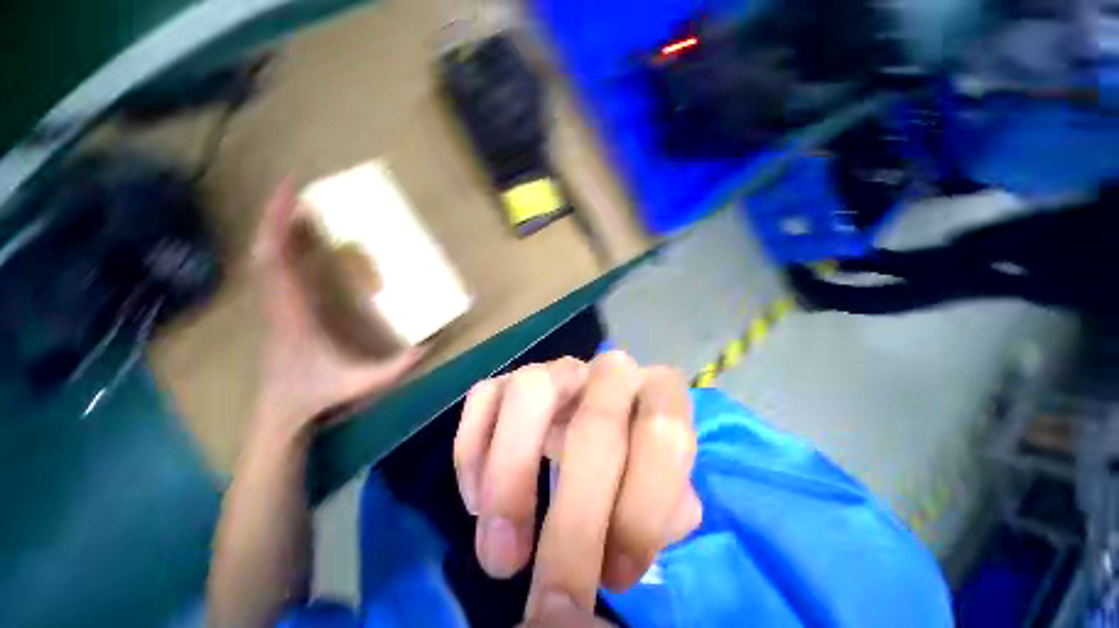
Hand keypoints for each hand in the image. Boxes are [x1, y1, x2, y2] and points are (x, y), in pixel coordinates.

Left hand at [252, 182, 421, 431]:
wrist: (280, 412)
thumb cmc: (317, 395)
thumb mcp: (360, 383)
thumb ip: (395, 368)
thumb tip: (429, 347)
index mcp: (293, 315)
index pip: (277, 262)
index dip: (279, 225)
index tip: (291, 193)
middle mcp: (276, 305)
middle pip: (266, 252)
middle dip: (275, 216)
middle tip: (293, 189)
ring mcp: (273, 308)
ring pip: (264, 260)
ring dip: (275, 230)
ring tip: (294, 208)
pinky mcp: (277, 312)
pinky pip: (271, 272)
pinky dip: (278, 249)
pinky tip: (291, 242)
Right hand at [454, 352, 701, 625]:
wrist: (592, 424)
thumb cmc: (634, 463)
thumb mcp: (661, 488)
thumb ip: (665, 510)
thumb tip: (636, 541)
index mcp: (658, 392)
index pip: (663, 436)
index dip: (642, 511)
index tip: (615, 580)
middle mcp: (606, 371)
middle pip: (595, 425)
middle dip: (575, 522)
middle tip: (553, 601)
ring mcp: (554, 369)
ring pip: (530, 392)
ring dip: (511, 475)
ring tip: (502, 555)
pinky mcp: (508, 379)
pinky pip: (483, 399)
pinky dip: (473, 455)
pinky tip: (477, 504)